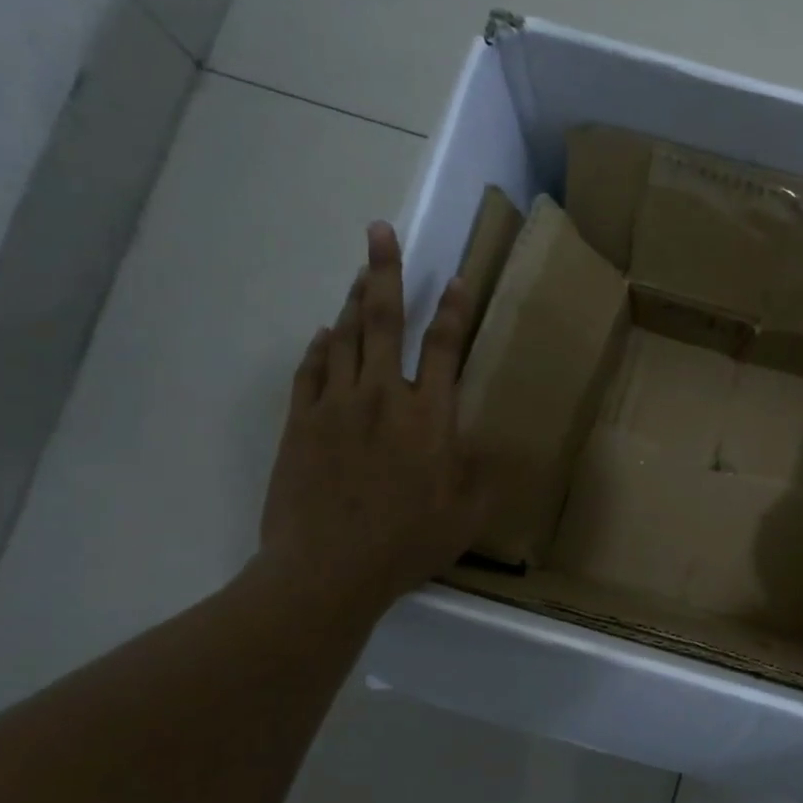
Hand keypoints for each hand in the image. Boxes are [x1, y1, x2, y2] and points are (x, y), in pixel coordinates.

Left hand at [256, 222, 487, 621]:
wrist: (328, 569)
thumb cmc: (408, 542)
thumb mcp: (469, 513)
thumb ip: (488, 473)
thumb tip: (501, 444)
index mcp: (430, 416)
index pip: (445, 348)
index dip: (455, 311)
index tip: (458, 280)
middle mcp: (383, 397)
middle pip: (385, 322)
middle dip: (386, 273)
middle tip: (380, 232)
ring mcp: (336, 406)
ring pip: (345, 338)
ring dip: (355, 302)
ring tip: (362, 273)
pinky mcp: (301, 423)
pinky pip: (311, 370)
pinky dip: (320, 347)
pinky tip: (326, 334)